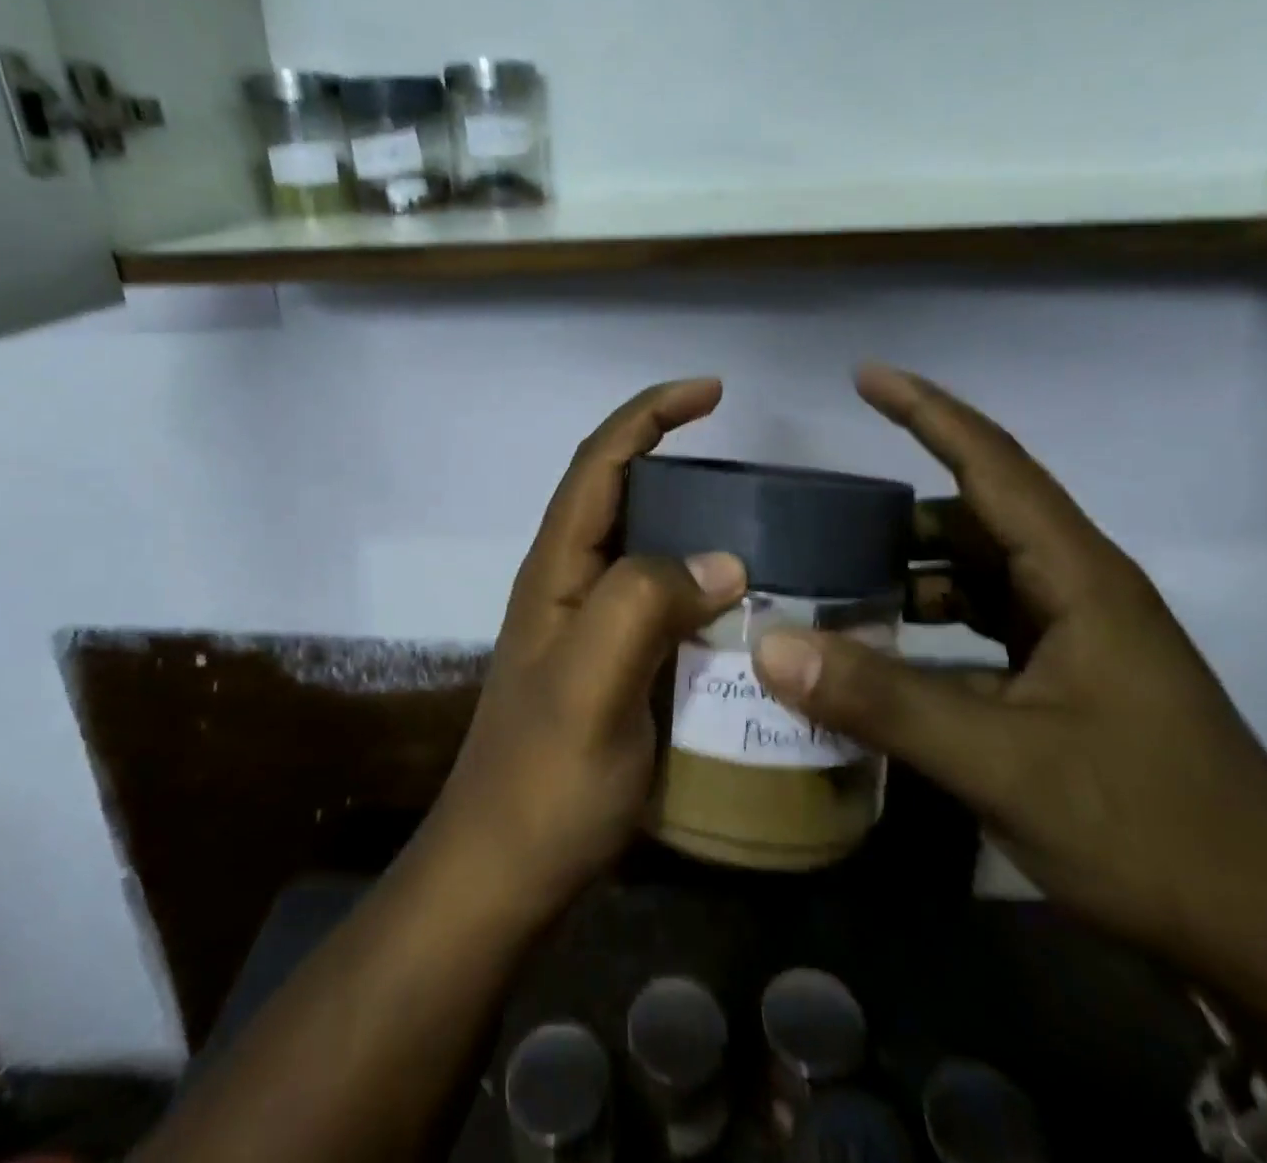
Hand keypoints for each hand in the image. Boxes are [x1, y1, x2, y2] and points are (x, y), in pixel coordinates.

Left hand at [425, 378, 746, 923]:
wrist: (505, 873)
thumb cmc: (545, 780)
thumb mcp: (594, 684)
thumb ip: (646, 604)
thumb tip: (724, 561)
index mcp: (557, 569)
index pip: (601, 462)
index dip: (650, 415)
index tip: (711, 393)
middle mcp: (569, 584)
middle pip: (622, 496)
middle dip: (678, 462)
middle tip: (751, 474)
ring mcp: (587, 628)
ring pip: (645, 551)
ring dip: (694, 528)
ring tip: (762, 533)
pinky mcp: (609, 667)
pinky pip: (660, 604)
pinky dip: (699, 589)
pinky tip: (741, 611)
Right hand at [753, 363, 1266, 1033]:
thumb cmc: (1148, 826)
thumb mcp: (1002, 762)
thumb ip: (882, 701)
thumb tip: (770, 646)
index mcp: (1078, 578)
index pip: (993, 465)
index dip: (928, 413)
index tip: (866, 376)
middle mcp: (1075, 592)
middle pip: (975, 520)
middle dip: (897, 515)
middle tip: (819, 524)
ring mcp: (1072, 640)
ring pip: (975, 578)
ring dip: (909, 576)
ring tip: (835, 589)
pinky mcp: (1064, 683)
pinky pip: (979, 629)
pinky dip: (927, 629)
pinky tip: (883, 657)